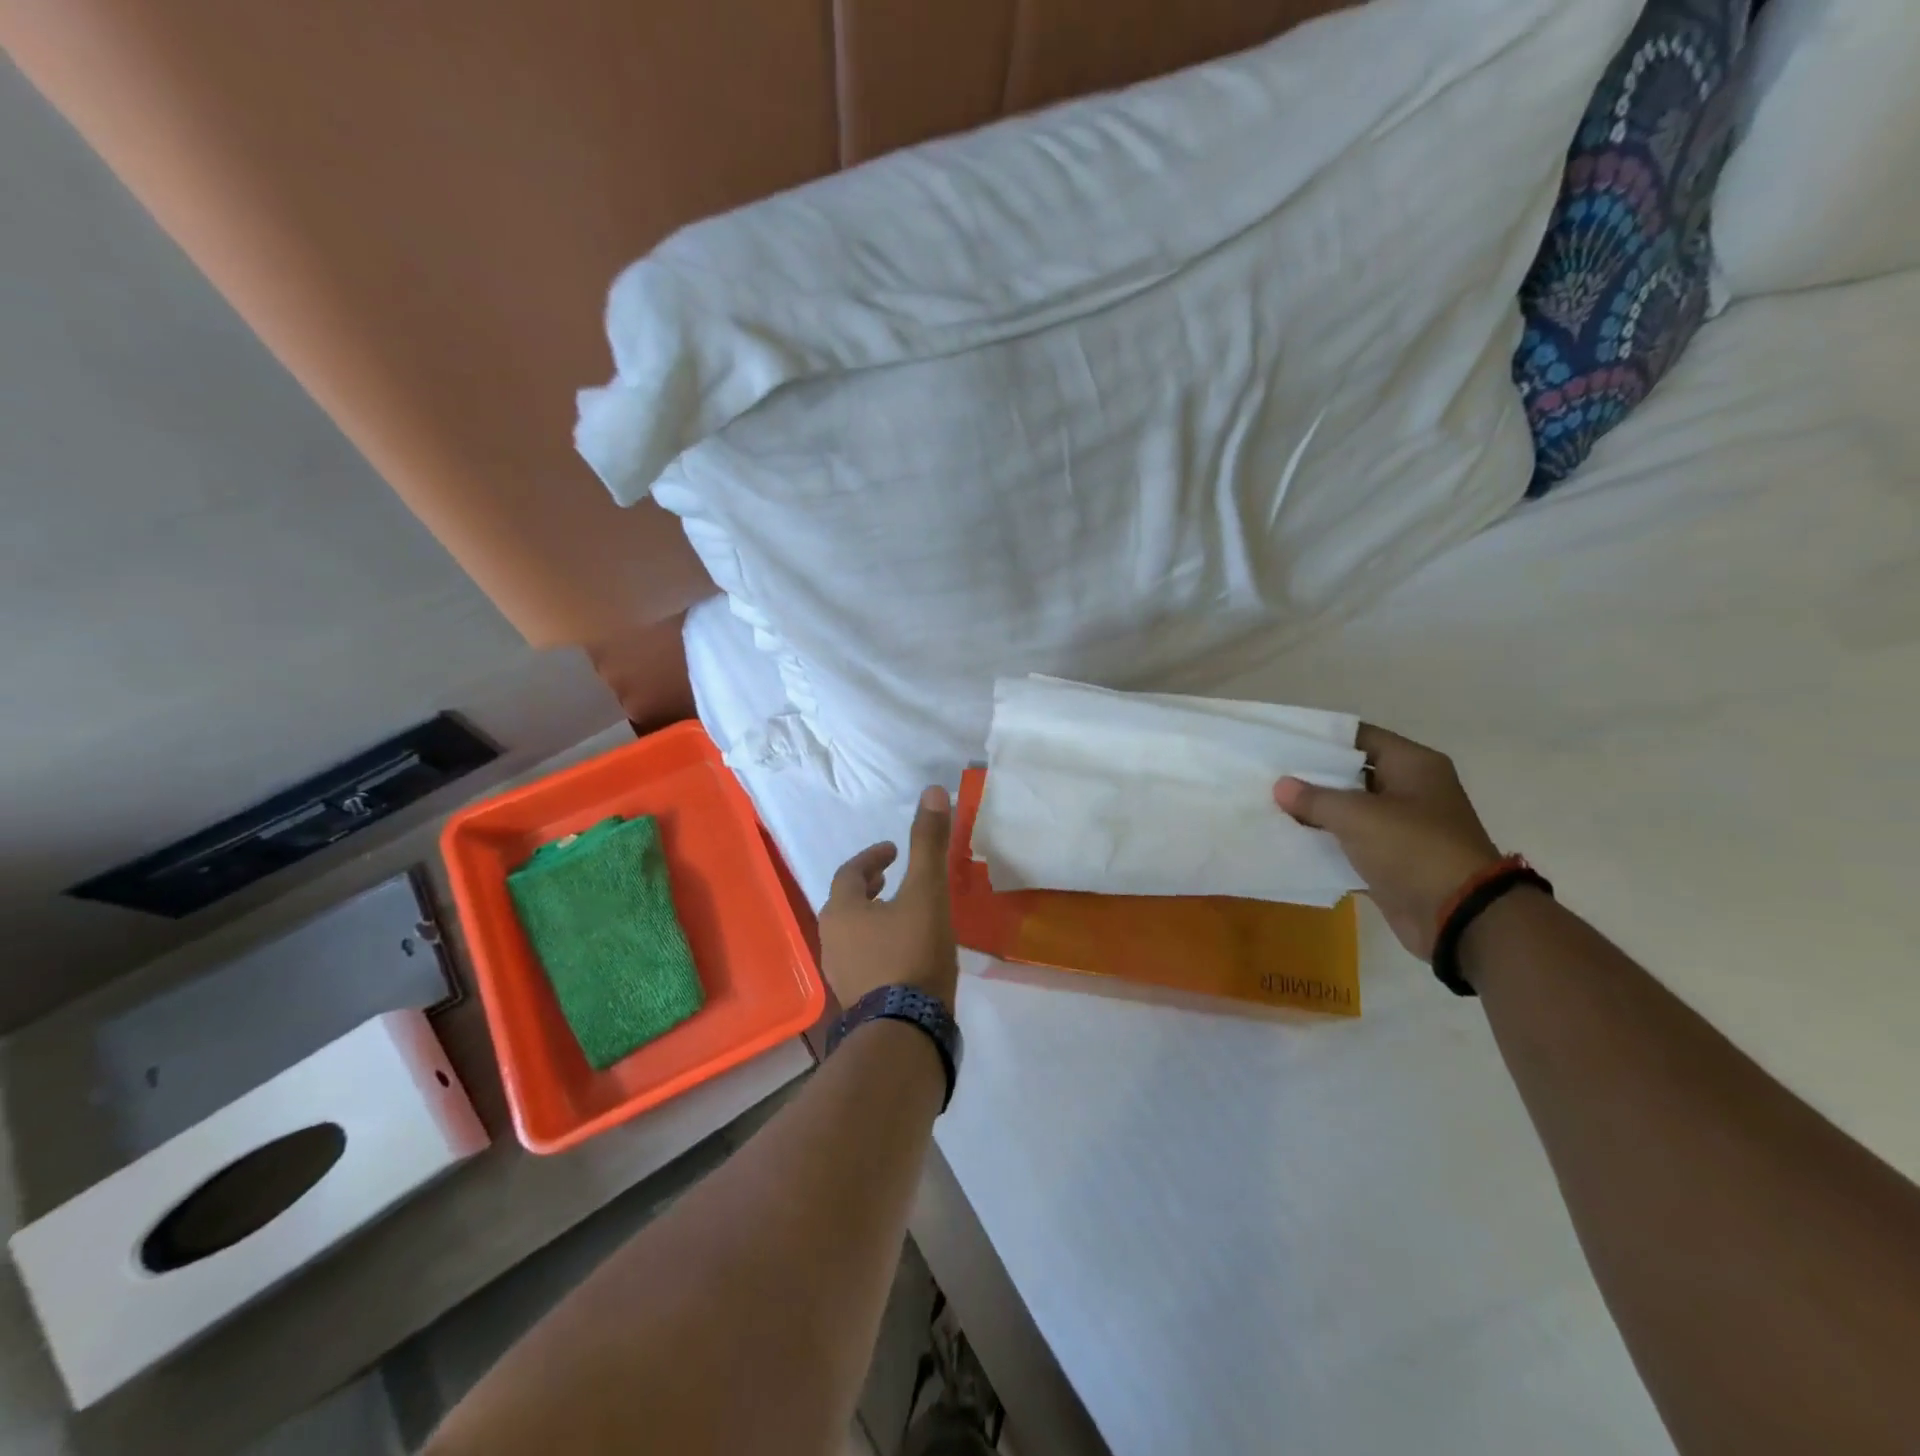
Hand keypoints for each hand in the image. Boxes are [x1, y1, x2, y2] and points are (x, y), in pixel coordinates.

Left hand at [819, 786, 960, 1005]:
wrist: (905, 1030)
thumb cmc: (912, 953)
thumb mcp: (926, 892)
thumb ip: (928, 843)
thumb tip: (933, 791)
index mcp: (842, 910)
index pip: (850, 872)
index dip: (872, 858)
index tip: (894, 852)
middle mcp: (831, 938)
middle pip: (846, 903)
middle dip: (868, 887)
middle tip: (893, 878)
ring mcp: (840, 972)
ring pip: (853, 932)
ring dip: (873, 916)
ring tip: (902, 913)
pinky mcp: (856, 998)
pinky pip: (862, 958)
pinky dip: (879, 943)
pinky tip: (905, 953)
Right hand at [1274, 725, 1501, 960]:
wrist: (1458, 916)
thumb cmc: (1413, 849)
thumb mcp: (1358, 816)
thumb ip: (1315, 798)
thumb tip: (1281, 786)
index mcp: (1413, 765)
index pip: (1360, 736)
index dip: (1321, 736)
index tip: (1282, 739)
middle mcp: (1411, 790)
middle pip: (1352, 773)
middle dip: (1312, 775)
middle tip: (1268, 772)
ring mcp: (1402, 827)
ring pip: (1349, 809)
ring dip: (1315, 811)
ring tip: (1270, 803)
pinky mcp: (1392, 859)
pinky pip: (1351, 842)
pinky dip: (1325, 842)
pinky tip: (1288, 838)